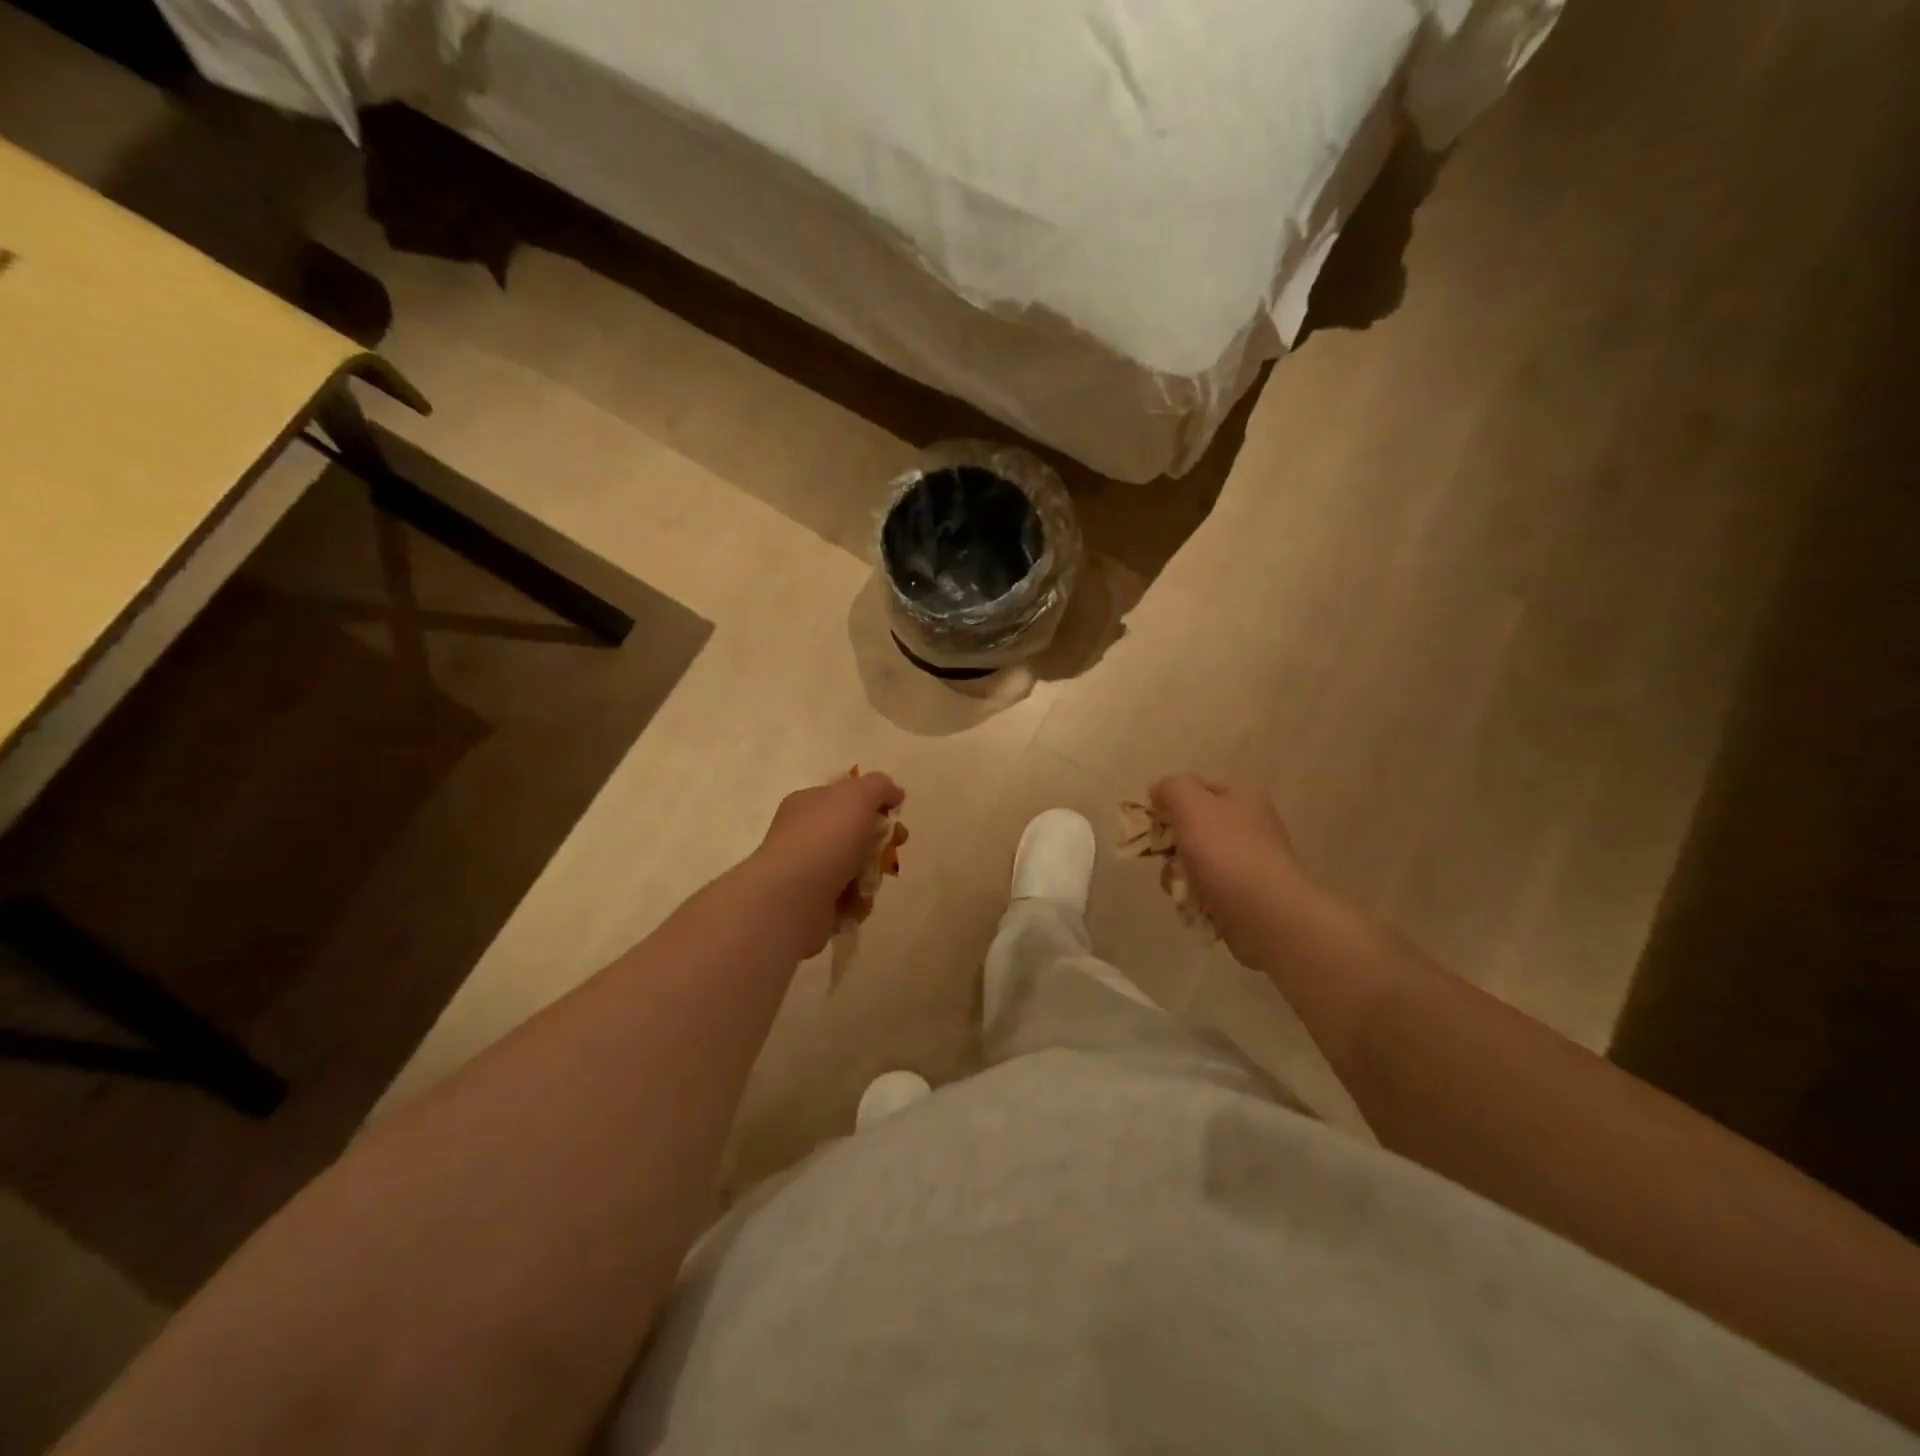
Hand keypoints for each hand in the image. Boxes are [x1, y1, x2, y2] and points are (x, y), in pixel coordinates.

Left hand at [749, 772, 905, 955]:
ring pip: (855, 869)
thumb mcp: (858, 796)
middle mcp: (804, 835)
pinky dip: (857, 902)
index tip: (894, 816)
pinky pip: (848, 900)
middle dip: (878, 845)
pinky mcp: (812, 904)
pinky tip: (853, 903)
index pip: (846, 797)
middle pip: (855, 835)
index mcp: (808, 804)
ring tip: (865, 884)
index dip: (875, 804)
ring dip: (870, 876)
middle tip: (890, 852)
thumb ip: (879, 787)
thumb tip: (894, 793)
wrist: (792, 897)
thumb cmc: (825, 838)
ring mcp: (806, 871)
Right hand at [1149, 775, 1309, 967]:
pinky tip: (1194, 904)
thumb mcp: (1191, 805)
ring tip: (1179, 887)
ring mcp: (1252, 863)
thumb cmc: (1226, 852)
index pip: (1197, 789)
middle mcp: (1252, 826)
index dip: (1170, 803)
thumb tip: (1159, 792)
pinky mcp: (1248, 895)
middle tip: (1165, 859)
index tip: (1154, 825)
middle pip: (1195, 827)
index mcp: (1244, 798)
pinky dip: (1196, 896)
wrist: (1266, 915)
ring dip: (1180, 874)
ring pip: (1198, 861)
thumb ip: (1171, 788)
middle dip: (1172, 845)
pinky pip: (1210, 889)